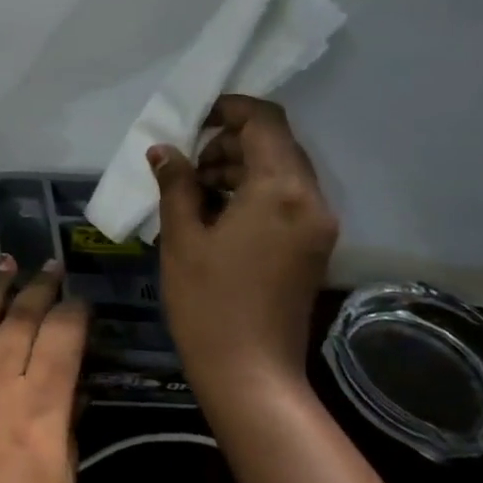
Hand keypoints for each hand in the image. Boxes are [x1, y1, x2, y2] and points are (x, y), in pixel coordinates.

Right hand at [150, 95, 337, 400]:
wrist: (250, 372)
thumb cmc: (207, 301)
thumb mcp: (182, 237)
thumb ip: (176, 184)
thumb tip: (164, 150)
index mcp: (279, 190)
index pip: (264, 121)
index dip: (229, 109)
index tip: (193, 120)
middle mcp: (310, 199)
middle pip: (276, 143)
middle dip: (230, 142)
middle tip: (187, 165)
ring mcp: (317, 225)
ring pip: (282, 171)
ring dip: (240, 167)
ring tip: (195, 192)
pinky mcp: (313, 246)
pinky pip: (287, 199)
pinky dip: (254, 192)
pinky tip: (218, 215)